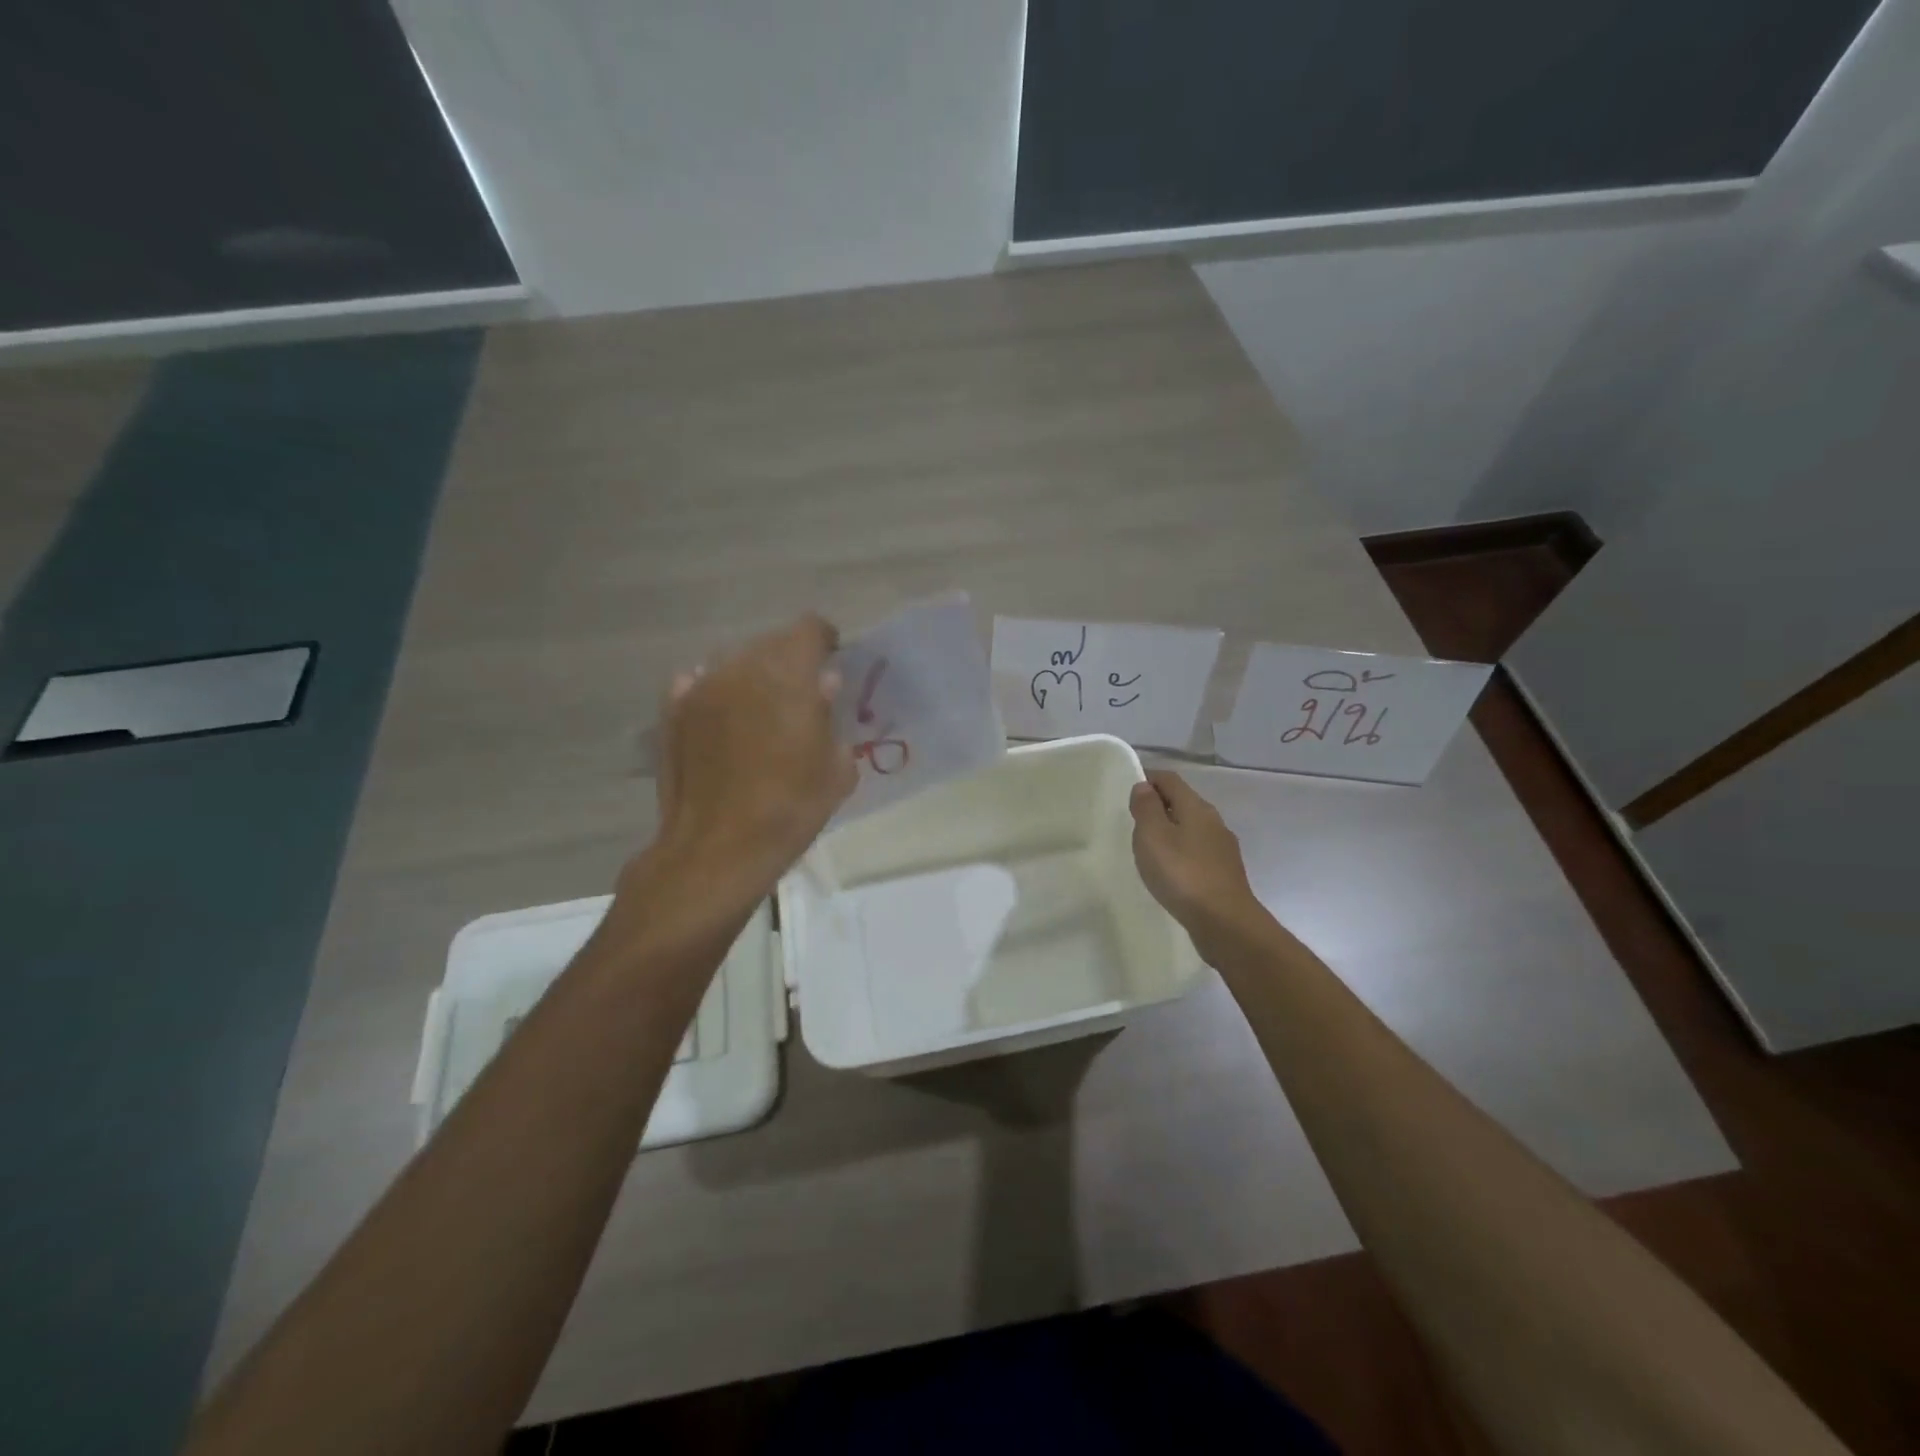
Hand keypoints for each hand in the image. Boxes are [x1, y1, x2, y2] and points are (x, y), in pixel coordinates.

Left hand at [649, 613, 858, 887]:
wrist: (717, 849)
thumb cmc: (789, 810)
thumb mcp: (835, 769)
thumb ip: (831, 715)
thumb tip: (824, 685)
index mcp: (788, 676)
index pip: (809, 630)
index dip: (825, 641)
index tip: (832, 661)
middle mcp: (741, 668)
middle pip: (770, 643)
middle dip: (790, 661)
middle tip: (800, 695)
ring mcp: (701, 687)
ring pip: (735, 662)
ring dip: (753, 677)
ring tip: (761, 713)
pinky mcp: (672, 711)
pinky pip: (700, 683)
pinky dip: (717, 693)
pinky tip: (724, 722)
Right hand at [1129, 770, 1261, 946]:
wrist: (1224, 922)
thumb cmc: (1182, 874)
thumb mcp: (1153, 836)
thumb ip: (1146, 807)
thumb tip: (1145, 786)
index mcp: (1196, 807)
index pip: (1170, 779)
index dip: (1148, 779)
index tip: (1127, 792)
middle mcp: (1214, 822)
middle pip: (1183, 802)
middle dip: (1158, 806)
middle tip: (1134, 822)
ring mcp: (1223, 848)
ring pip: (1191, 828)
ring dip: (1170, 831)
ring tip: (1149, 849)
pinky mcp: (1225, 873)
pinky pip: (1198, 852)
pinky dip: (1181, 853)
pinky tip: (1170, 872)